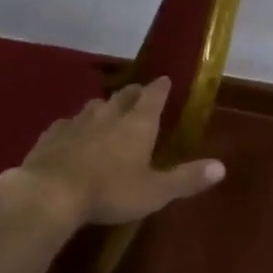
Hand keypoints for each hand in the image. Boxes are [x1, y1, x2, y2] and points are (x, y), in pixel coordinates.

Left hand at [13, 77, 225, 227]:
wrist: (50, 193)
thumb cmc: (110, 191)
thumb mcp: (155, 191)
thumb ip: (186, 178)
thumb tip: (222, 166)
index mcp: (137, 124)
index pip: (153, 96)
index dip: (161, 88)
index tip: (165, 80)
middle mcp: (108, 114)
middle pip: (124, 96)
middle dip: (134, 93)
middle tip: (140, 93)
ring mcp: (77, 122)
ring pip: (94, 106)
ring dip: (104, 106)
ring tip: (108, 111)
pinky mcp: (51, 134)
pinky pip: (67, 123)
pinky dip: (75, 125)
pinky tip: (71, 132)